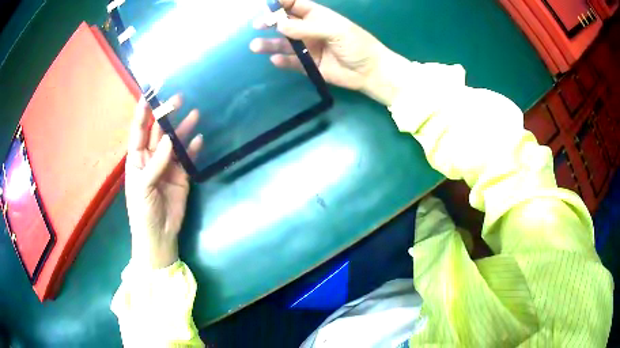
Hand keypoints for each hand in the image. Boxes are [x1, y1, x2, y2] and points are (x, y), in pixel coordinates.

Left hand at [125, 96, 202, 268]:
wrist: (159, 235)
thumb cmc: (142, 212)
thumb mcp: (143, 188)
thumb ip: (155, 164)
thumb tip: (170, 140)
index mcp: (136, 159)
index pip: (138, 131)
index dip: (143, 113)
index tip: (149, 94)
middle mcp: (152, 158)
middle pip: (159, 132)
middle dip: (167, 115)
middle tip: (178, 99)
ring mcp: (168, 166)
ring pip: (176, 143)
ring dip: (183, 129)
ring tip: (195, 113)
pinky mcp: (182, 176)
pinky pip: (188, 159)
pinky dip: (194, 150)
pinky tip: (199, 139)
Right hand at [250, 0, 409, 105]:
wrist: (369, 72)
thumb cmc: (357, 45)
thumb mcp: (335, 30)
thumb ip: (307, 28)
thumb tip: (280, 25)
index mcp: (318, 16)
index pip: (295, 5)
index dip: (281, 3)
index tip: (267, 5)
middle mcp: (309, 30)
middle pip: (285, 23)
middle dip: (270, 22)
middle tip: (258, 25)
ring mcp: (308, 48)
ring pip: (284, 43)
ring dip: (269, 43)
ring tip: (255, 46)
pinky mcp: (309, 65)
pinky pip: (291, 62)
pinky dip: (282, 61)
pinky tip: (275, 60)